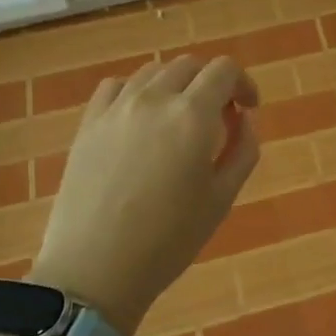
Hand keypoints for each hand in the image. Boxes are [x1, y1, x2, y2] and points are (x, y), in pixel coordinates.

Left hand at [30, 55, 259, 335]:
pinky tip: (141, 119)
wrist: (94, 270)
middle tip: (220, 117)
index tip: (248, 109)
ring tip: (180, 118)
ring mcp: (115, 109)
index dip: (243, 83)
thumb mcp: (222, 197)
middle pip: (189, 65)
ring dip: (176, 84)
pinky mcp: (88, 124)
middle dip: (212, 83)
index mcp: (193, 116)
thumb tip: (244, 118)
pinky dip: (137, 91)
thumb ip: (243, 149)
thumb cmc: (169, 240)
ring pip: (153, 71)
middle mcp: (154, 99)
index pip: (224, 70)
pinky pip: (116, 86)